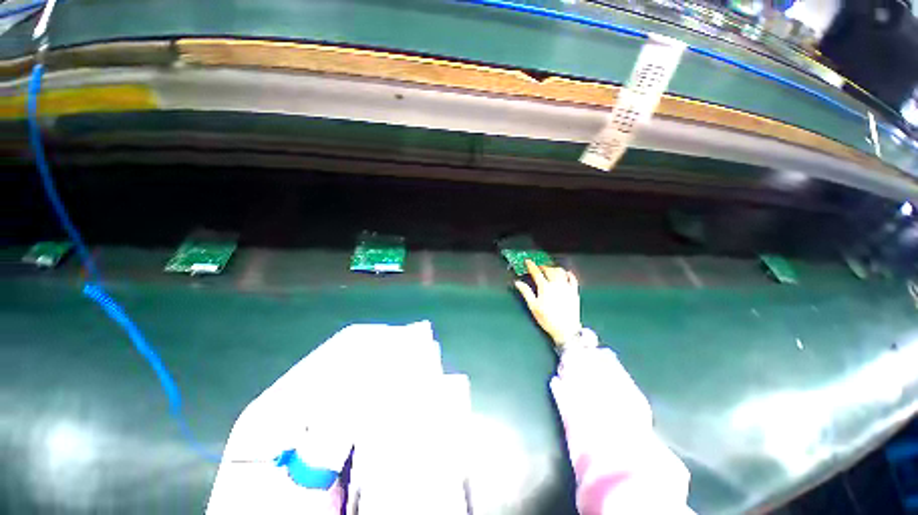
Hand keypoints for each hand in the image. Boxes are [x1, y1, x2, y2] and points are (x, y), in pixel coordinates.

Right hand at [515, 259, 581, 345]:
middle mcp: (556, 284)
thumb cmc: (547, 319)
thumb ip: (526, 292)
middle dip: (542, 266)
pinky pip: (573, 278)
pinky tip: (566, 273)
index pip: (537, 272)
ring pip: (560, 271)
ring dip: (554, 268)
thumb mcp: (533, 306)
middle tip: (538, 267)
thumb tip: (517, 282)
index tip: (528, 261)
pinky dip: (568, 274)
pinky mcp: (575, 291)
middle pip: (549, 270)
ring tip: (550, 269)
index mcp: (545, 287)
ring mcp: (567, 287)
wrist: (566, 330)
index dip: (531, 265)